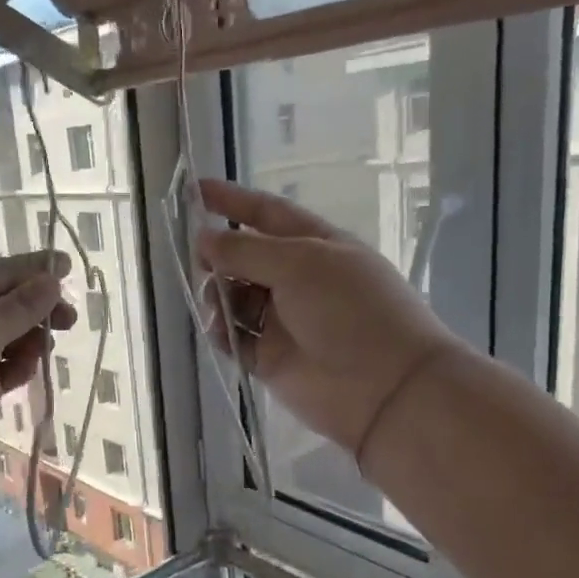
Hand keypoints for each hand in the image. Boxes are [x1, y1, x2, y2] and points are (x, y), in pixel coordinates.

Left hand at [0, 252, 73, 513]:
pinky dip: (13, 369)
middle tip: (70, 321)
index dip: (33, 269)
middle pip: (0, 306)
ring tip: (44, 351)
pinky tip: (26, 372)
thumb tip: (52, 280)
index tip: (69, 266)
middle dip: (34, 311)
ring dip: (26, 342)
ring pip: (1, 341)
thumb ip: (19, 306)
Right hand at [195, 179, 459, 460]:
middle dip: (219, 256)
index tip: (193, 189)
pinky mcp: (269, 358)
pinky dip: (222, 332)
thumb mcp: (300, 264)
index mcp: (314, 246)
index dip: (231, 200)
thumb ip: (246, 251)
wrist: (384, 388)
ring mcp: (282, 320)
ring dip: (218, 296)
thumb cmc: (350, 310)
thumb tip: (203, 239)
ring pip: (234, 297)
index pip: (266, 214)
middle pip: (244, 257)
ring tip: (218, 306)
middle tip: (200, 262)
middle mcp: (297, 279)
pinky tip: (221, 332)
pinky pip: (234, 337)